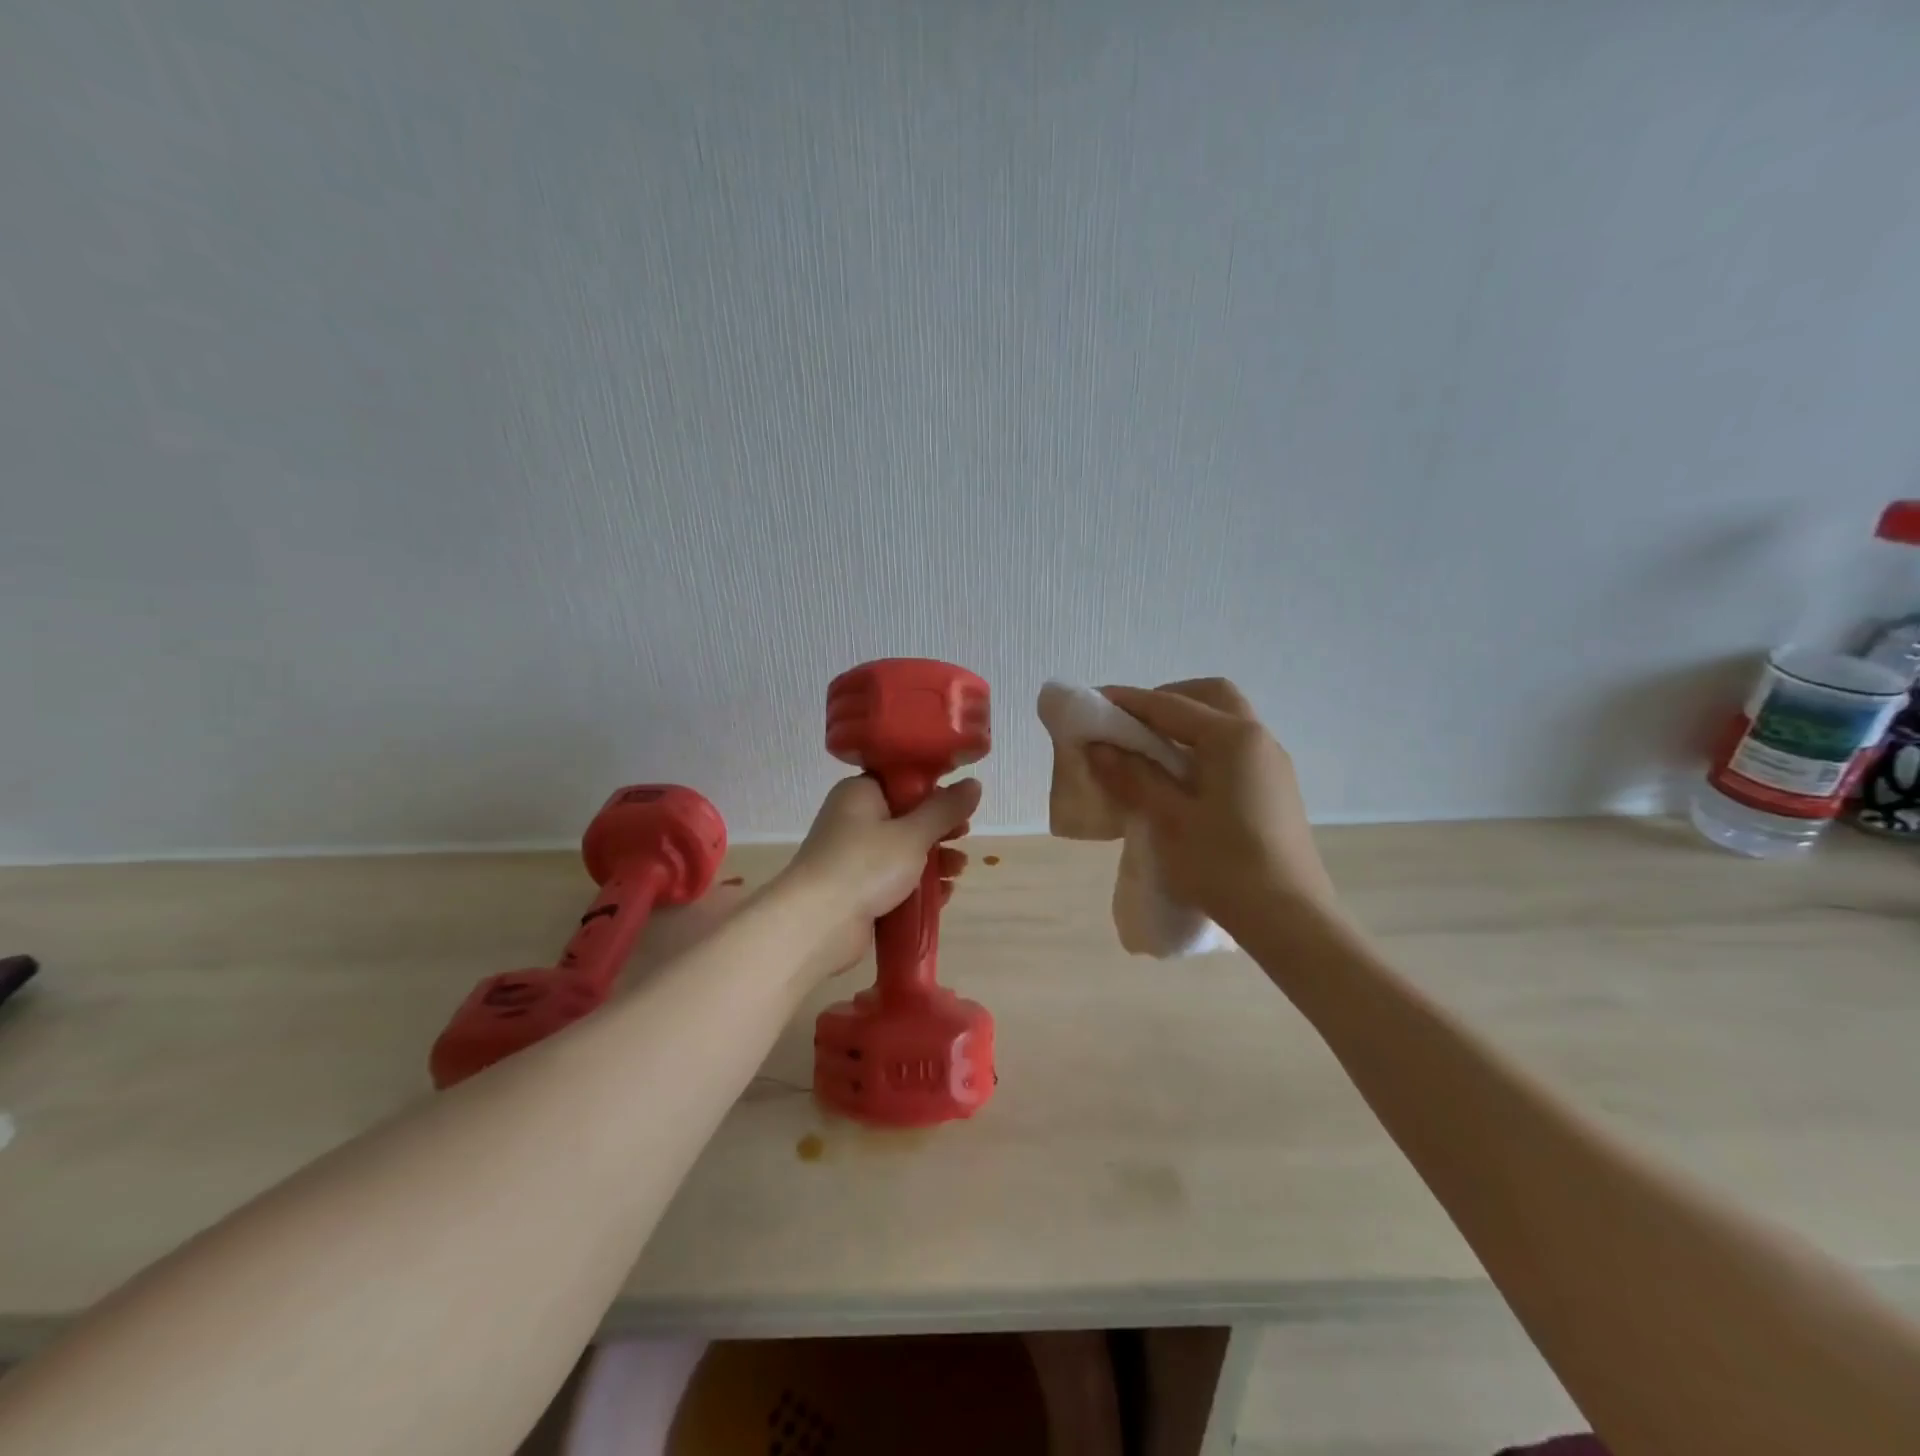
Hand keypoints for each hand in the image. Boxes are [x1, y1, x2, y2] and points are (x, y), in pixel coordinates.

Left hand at [779, 775, 980, 976]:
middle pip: (905, 817)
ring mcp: (853, 856)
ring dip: (933, 860)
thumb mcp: (912, 834)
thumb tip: (974, 784)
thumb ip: (945, 810)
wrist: (816, 924)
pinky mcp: (856, 889)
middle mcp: (853, 818)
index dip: (933, 790)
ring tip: (958, 870)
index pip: (901, 780)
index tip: (960, 803)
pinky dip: (917, 885)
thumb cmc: (865, 865)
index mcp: (860, 793)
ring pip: (902, 851)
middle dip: (938, 830)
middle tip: (963, 836)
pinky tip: (943, 894)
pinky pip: (894, 880)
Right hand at [1087, 679, 1338, 929]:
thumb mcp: (1168, 819)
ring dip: (1186, 724)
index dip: (1128, 701)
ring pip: (1225, 722)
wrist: (1289, 919)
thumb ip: (1132, 776)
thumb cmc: (1223, 865)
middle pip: (1210, 697)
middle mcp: (1258, 739)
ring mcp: (1272, 765)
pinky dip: (1203, 747)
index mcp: (1232, 738)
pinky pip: (1233, 749)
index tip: (1093, 701)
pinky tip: (1180, 780)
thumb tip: (1099, 746)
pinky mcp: (1275, 790)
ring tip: (1149, 752)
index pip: (1170, 705)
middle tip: (1132, 723)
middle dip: (1167, 700)